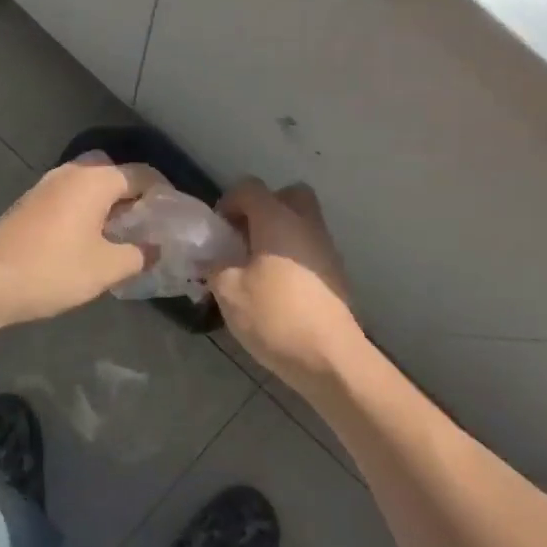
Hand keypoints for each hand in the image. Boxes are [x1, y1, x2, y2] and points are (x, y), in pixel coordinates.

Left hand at [0, 156, 167, 323]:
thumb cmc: (55, 270)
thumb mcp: (108, 268)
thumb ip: (139, 254)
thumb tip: (155, 248)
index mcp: (95, 180)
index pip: (142, 175)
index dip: (164, 194)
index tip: (175, 218)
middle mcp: (71, 173)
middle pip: (114, 174)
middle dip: (134, 196)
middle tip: (148, 225)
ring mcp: (46, 186)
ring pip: (89, 186)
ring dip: (108, 204)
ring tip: (122, 235)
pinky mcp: (30, 203)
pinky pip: (70, 197)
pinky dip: (86, 210)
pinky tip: (90, 239)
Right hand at [211, 178, 363, 388]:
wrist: (329, 358)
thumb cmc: (275, 316)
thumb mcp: (229, 292)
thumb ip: (214, 266)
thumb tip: (210, 257)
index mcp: (277, 220)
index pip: (250, 188)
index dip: (228, 202)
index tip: (217, 231)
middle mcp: (306, 225)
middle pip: (288, 196)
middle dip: (263, 209)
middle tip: (244, 237)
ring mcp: (326, 249)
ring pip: (302, 223)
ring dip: (278, 234)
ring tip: (255, 267)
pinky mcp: (336, 275)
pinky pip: (310, 249)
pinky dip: (292, 256)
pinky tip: (276, 288)